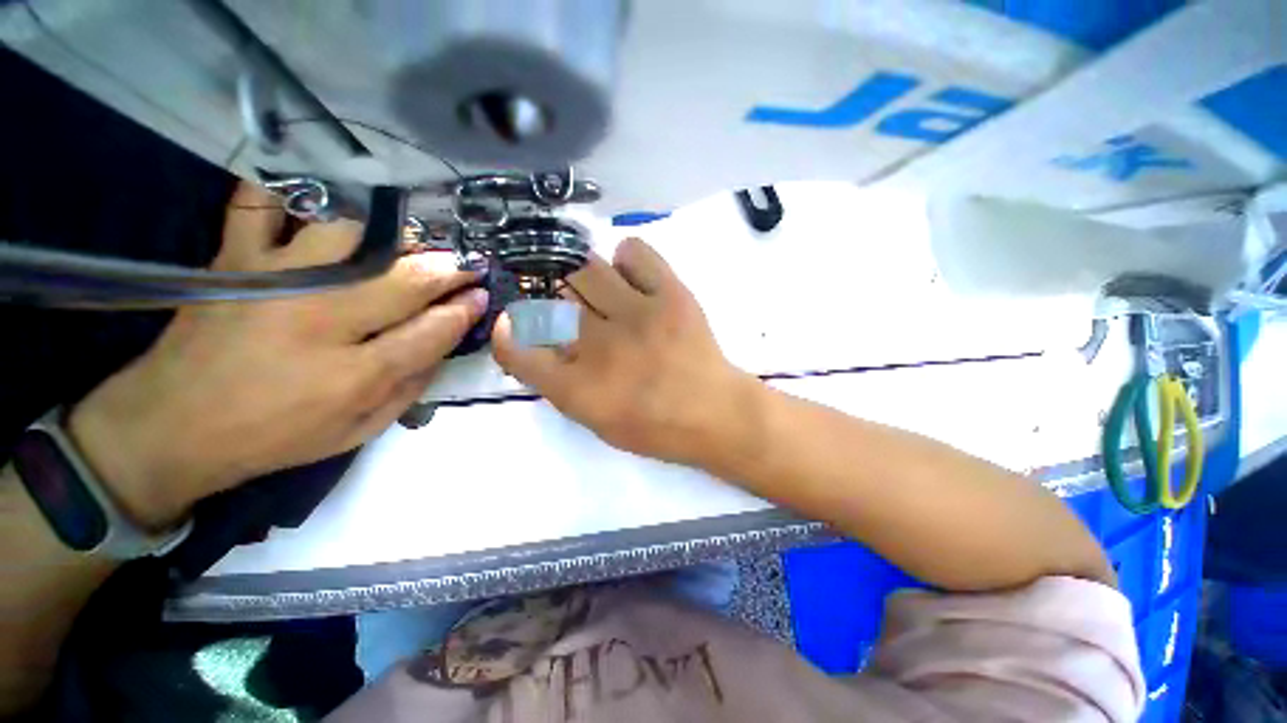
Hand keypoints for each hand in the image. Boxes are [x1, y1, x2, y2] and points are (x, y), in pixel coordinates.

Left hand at [67, 183, 486, 527]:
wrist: (170, 428)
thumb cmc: (274, 436)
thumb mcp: (359, 431)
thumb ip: (411, 388)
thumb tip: (446, 342)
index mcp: (353, 375)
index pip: (432, 330)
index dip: (464, 310)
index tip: (481, 295)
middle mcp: (319, 321)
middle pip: (404, 280)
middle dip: (447, 270)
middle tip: (466, 264)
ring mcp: (273, 282)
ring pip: (349, 235)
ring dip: (392, 234)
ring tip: (410, 240)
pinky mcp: (234, 262)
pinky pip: (260, 206)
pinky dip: (288, 190)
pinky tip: (320, 193)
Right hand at [493, 238, 757, 466]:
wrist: (715, 413)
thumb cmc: (656, 427)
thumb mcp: (597, 420)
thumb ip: (561, 384)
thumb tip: (540, 342)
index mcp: (579, 388)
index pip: (519, 349)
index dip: (510, 332)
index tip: (514, 323)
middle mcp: (599, 346)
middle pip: (551, 300)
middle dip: (552, 300)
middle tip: (571, 307)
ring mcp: (637, 315)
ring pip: (586, 269)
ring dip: (585, 278)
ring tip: (601, 291)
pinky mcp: (670, 295)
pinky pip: (634, 252)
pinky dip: (626, 258)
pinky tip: (631, 276)